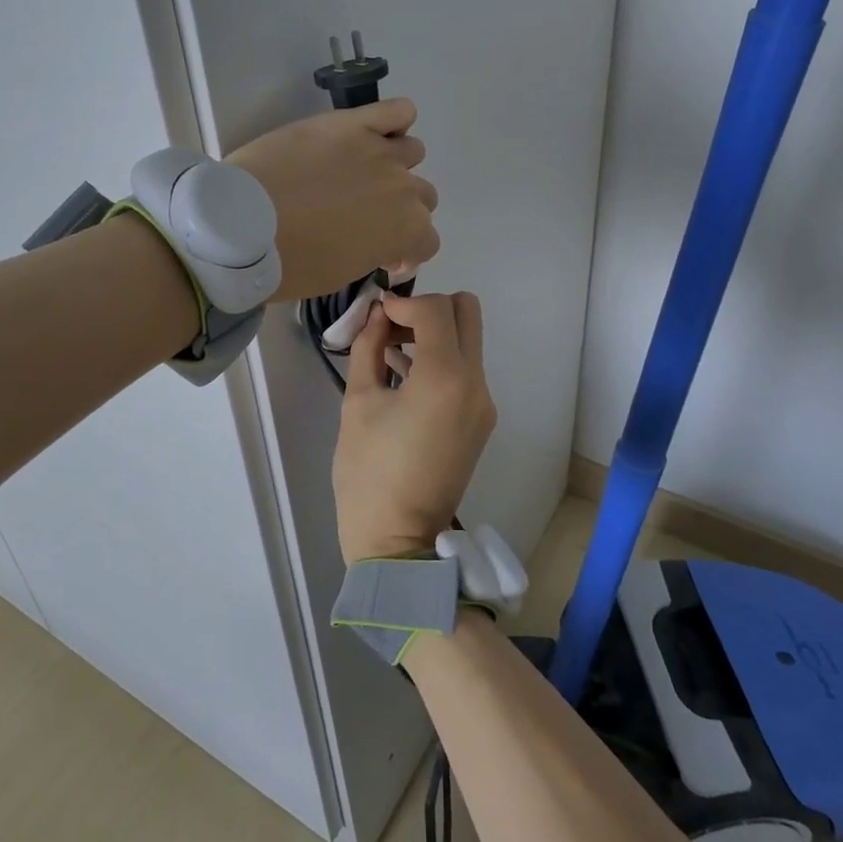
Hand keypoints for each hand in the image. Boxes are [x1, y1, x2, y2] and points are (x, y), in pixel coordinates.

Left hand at [227, 98, 437, 303]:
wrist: (244, 226)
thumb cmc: (291, 264)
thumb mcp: (341, 274)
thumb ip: (373, 253)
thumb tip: (377, 244)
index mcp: (405, 231)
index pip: (427, 241)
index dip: (404, 251)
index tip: (380, 255)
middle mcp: (404, 188)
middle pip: (422, 196)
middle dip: (399, 210)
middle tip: (364, 216)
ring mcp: (380, 151)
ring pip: (412, 153)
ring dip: (394, 167)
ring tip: (360, 174)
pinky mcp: (352, 123)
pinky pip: (398, 110)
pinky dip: (394, 121)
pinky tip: (372, 134)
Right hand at [333, 292, 496, 564]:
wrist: (397, 539)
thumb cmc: (368, 472)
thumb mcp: (358, 402)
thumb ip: (369, 348)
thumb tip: (376, 315)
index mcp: (446, 377)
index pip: (436, 310)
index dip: (403, 303)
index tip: (376, 315)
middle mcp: (476, 383)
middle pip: (467, 313)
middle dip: (428, 309)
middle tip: (392, 328)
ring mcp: (484, 404)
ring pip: (468, 341)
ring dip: (435, 334)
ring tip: (389, 353)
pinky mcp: (481, 421)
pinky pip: (466, 372)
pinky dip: (441, 361)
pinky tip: (403, 377)